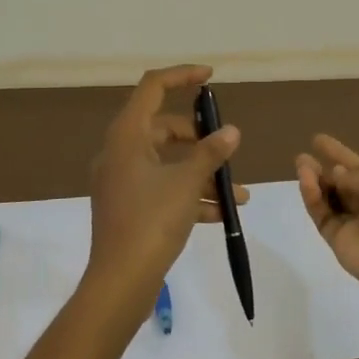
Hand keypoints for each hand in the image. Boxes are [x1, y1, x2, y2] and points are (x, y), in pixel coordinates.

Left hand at [88, 65, 244, 301]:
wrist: (120, 282)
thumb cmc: (151, 221)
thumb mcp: (187, 183)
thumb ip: (211, 153)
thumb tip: (231, 132)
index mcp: (127, 135)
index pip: (152, 87)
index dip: (182, 76)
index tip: (211, 78)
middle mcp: (120, 152)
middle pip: (164, 128)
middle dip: (200, 138)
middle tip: (226, 148)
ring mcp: (123, 181)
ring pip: (168, 163)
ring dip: (202, 173)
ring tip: (238, 193)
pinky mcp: (129, 207)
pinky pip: (163, 189)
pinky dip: (190, 195)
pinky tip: (223, 214)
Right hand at [294, 135, 358, 297]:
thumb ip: (356, 177)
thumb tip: (335, 175)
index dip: (340, 154)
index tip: (318, 140)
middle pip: (341, 185)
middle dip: (322, 171)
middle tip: (302, 158)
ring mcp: (355, 225)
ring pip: (328, 200)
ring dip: (314, 182)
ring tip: (301, 164)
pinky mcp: (339, 243)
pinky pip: (323, 217)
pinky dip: (313, 199)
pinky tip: (307, 182)